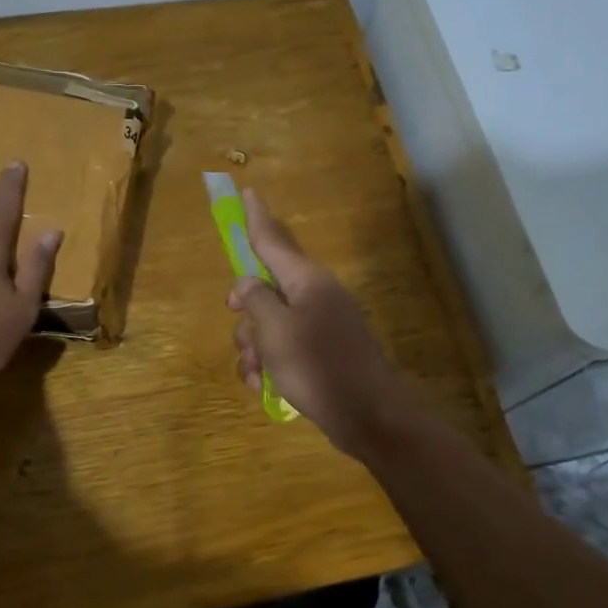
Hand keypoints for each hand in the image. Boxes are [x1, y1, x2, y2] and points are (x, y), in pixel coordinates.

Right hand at [228, 188, 413, 455]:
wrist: (367, 414)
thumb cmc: (318, 365)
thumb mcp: (275, 330)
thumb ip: (255, 299)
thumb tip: (247, 284)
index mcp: (306, 281)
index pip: (273, 241)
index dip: (256, 218)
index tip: (248, 192)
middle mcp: (313, 296)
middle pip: (265, 289)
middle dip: (245, 314)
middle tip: (241, 327)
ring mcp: (319, 326)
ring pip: (269, 323)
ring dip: (253, 347)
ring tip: (256, 373)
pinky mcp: (319, 353)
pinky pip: (283, 348)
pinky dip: (268, 364)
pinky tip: (263, 386)